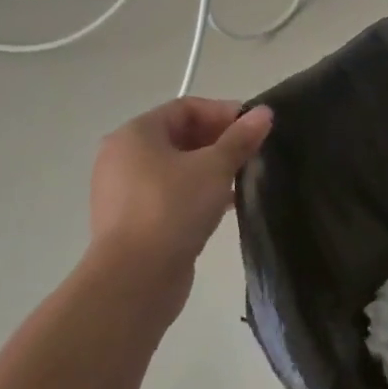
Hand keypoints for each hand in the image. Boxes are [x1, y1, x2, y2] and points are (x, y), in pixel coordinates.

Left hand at [88, 97, 272, 318]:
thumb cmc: (172, 208)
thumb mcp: (215, 167)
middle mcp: (123, 157)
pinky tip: (225, 205)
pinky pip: (170, 194)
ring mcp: (124, 191)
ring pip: (177, 167)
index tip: (253, 129)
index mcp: (136, 134)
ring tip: (243, 179)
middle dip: (220, 141)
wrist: (134, 280)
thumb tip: (264, 113)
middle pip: (181, 136)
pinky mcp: (133, 221)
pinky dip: (197, 192)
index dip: (223, 112)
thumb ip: (240, 138)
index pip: (186, 108)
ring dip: (211, 168)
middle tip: (252, 153)